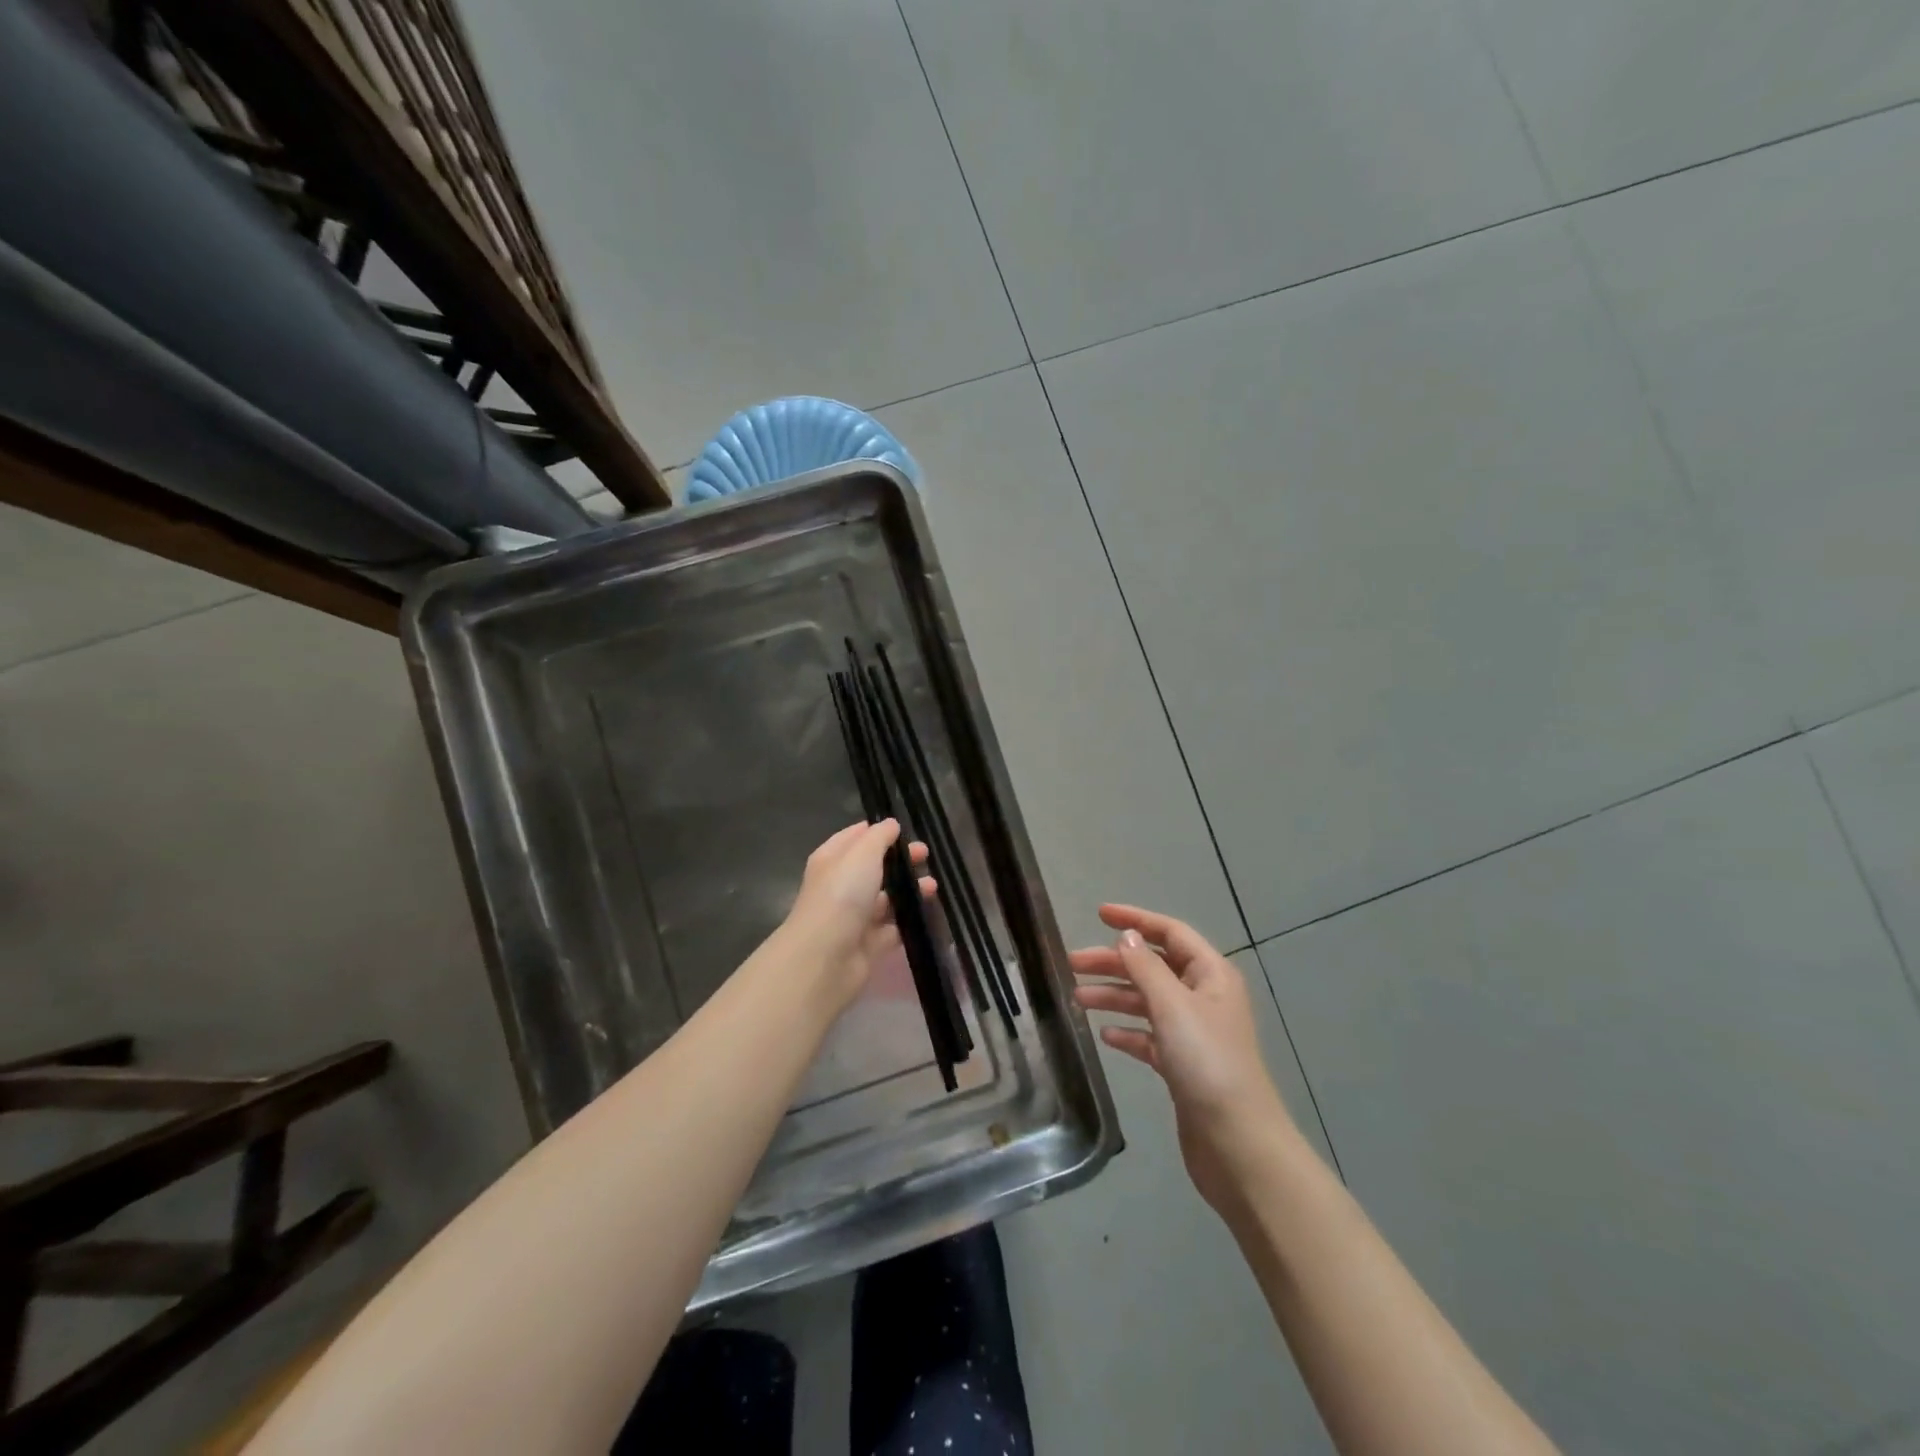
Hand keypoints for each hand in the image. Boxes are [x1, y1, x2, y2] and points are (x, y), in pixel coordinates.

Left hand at [784, 820, 932, 1012]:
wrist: (826, 956)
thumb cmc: (842, 894)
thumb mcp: (862, 853)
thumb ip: (879, 836)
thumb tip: (891, 824)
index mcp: (832, 859)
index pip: (855, 837)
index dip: (878, 831)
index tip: (905, 830)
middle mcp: (841, 886)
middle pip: (874, 867)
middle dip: (900, 860)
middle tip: (926, 856)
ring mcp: (855, 917)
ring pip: (887, 898)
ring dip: (909, 890)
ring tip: (932, 887)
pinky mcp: (869, 944)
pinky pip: (893, 928)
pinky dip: (909, 920)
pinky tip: (928, 912)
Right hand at [1071, 904, 1292, 1209]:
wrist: (1237, 1143)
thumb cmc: (1207, 1062)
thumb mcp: (1172, 1006)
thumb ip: (1145, 968)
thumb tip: (1126, 937)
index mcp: (1210, 975)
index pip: (1170, 933)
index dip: (1136, 920)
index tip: (1099, 914)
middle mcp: (1204, 998)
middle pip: (1153, 967)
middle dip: (1114, 963)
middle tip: (1072, 964)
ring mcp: (1194, 1033)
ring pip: (1148, 1002)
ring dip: (1114, 997)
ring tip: (1077, 1000)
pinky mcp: (1184, 1066)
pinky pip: (1149, 1037)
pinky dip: (1128, 1032)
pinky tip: (1104, 1036)